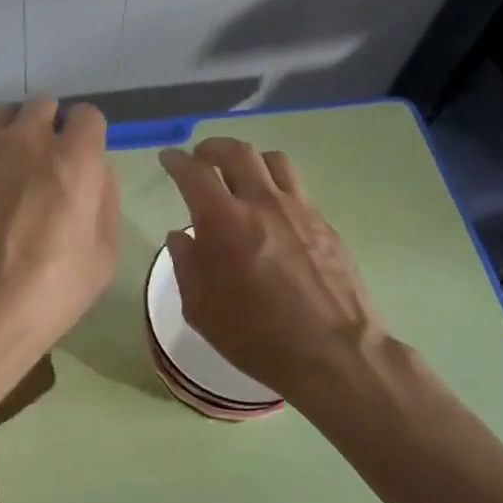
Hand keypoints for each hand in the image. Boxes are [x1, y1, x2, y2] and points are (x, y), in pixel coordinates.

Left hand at [0, 97, 118, 355]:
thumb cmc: (49, 292)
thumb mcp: (103, 256)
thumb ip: (105, 200)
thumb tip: (98, 171)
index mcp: (73, 159)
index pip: (87, 115)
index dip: (86, 135)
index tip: (81, 157)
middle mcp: (26, 141)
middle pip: (42, 104)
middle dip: (48, 126)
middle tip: (44, 163)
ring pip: (0, 117)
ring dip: (11, 133)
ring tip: (7, 169)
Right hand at [159, 138, 400, 404]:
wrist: (334, 354)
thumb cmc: (258, 337)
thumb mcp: (201, 311)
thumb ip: (186, 265)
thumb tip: (180, 236)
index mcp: (225, 222)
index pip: (194, 173)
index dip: (176, 161)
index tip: (168, 159)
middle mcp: (263, 203)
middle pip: (237, 152)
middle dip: (212, 148)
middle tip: (201, 158)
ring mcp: (300, 210)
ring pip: (273, 161)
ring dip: (250, 160)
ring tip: (241, 175)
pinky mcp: (325, 224)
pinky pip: (297, 188)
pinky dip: (277, 186)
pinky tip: (273, 212)